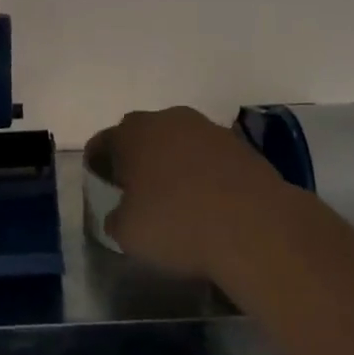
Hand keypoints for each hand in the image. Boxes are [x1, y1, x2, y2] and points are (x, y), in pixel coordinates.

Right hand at [99, 106, 294, 281]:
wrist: (255, 225)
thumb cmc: (178, 225)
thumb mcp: (129, 234)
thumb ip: (117, 218)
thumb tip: (121, 213)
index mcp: (133, 133)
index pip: (104, 141)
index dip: (98, 161)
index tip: (98, 181)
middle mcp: (168, 119)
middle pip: (143, 134)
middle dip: (136, 156)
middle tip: (135, 187)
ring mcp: (207, 128)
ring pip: (179, 141)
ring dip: (173, 161)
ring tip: (175, 195)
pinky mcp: (240, 145)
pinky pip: (209, 155)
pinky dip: (203, 171)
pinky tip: (208, 200)